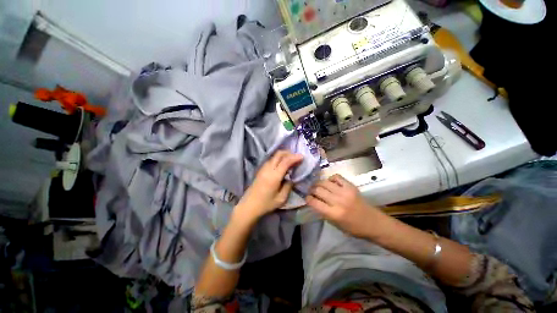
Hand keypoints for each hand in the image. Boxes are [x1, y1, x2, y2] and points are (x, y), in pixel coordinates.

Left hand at [236, 150, 302, 221]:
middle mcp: (268, 169)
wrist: (249, 206)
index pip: (285, 162)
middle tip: (296, 157)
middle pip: (278, 154)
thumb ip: (288, 186)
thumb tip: (291, 178)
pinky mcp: (260, 170)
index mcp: (274, 176)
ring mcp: (263, 168)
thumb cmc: (266, 204)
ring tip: (290, 160)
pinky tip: (282, 165)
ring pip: (274, 156)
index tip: (302, 157)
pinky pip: (271, 160)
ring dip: (283, 155)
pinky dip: (278, 159)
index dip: (294, 158)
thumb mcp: (281, 199)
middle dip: (289, 153)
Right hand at [306, 174, 384, 237]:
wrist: (373, 223)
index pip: (314, 202)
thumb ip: (323, 212)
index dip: (308, 199)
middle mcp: (338, 201)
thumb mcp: (335, 224)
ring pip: (325, 182)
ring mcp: (345, 192)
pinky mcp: (351, 186)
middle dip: (311, 190)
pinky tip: (330, 183)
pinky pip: (336, 177)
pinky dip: (331, 178)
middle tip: (311, 191)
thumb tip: (314, 201)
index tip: (307, 197)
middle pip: (318, 190)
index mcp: (334, 214)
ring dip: (318, 183)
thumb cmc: (353, 228)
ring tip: (318, 185)